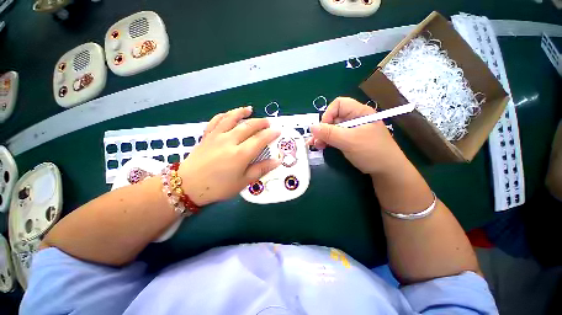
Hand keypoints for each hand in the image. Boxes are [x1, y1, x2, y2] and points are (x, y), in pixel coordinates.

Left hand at [179, 106, 280, 205]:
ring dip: (242, 112)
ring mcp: (217, 136)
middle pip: (248, 126)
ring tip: (250, 109)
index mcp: (241, 154)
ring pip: (231, 118)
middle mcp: (230, 141)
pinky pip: (216, 121)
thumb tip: (277, 161)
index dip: (271, 134)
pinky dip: (224, 115)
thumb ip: (260, 169)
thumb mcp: (243, 182)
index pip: (260, 139)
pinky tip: (229, 114)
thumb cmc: (218, 187)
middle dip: (261, 122)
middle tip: (268, 122)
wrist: (188, 186)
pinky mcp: (207, 136)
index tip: (278, 131)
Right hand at [307, 97, 406, 175]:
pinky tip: (320, 146)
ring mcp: (351, 130)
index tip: (323, 129)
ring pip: (332, 128)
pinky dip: (326, 141)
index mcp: (359, 112)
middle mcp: (354, 119)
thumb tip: (311, 127)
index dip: (328, 114)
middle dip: (322, 128)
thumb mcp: (349, 141)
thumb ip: (330, 133)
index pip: (339, 104)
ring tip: (315, 145)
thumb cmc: (371, 152)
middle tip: (315, 141)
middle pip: (333, 117)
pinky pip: (334, 137)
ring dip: (322, 136)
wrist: (387, 171)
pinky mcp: (349, 140)